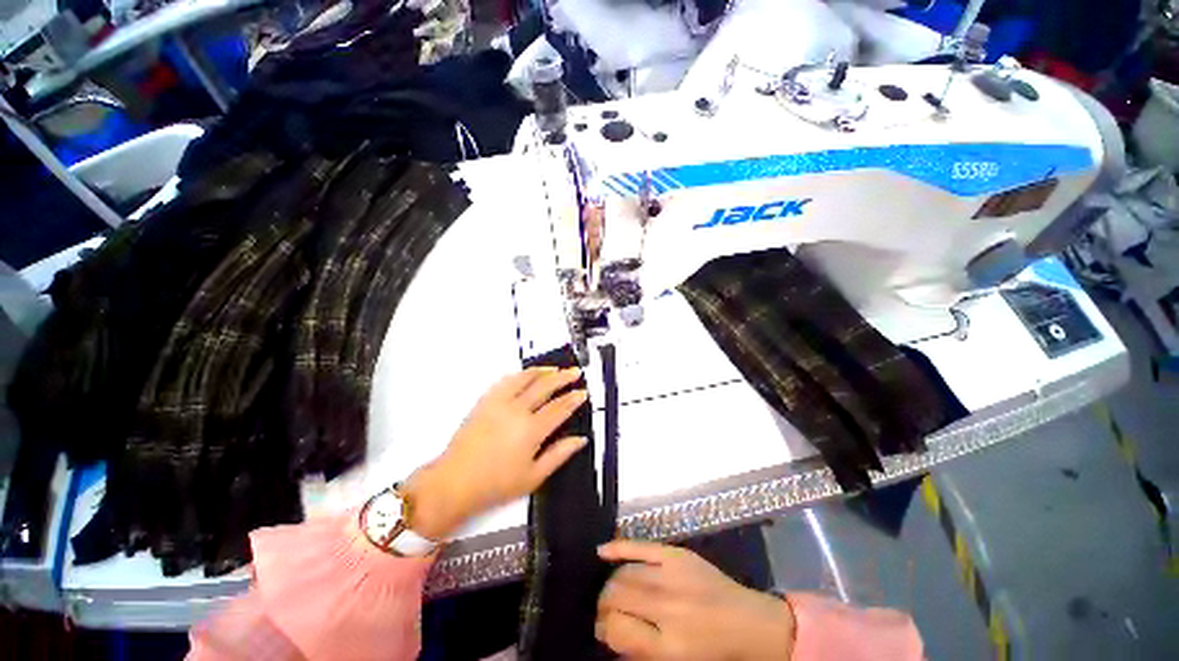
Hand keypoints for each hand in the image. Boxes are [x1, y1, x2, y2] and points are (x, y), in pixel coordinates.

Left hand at [402, 367, 587, 538]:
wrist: (455, 482)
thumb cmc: (495, 484)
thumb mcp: (534, 476)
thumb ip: (560, 454)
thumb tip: (580, 440)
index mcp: (531, 430)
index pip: (559, 408)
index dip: (574, 398)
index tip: (582, 393)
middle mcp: (517, 411)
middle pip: (545, 386)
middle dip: (563, 377)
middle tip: (574, 372)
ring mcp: (499, 403)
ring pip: (525, 378)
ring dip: (543, 371)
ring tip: (554, 369)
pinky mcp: (485, 401)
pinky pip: (505, 380)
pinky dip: (520, 374)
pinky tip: (526, 374)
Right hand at [596, 540, 794, 660]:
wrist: (748, 623)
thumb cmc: (712, 651)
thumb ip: (640, 649)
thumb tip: (610, 633)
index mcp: (668, 646)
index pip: (617, 629)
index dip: (603, 629)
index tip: (601, 629)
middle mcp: (667, 608)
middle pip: (617, 597)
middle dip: (603, 604)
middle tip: (603, 610)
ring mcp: (672, 576)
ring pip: (624, 573)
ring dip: (610, 582)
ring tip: (610, 591)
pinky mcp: (676, 555)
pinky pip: (640, 547)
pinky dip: (618, 548)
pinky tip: (601, 552)